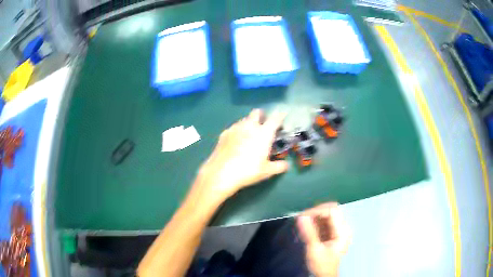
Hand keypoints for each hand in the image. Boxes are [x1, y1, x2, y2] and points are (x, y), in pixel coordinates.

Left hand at [195, 109, 288, 202]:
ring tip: (250, 136)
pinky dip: (238, 131)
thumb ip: (279, 166)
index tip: (283, 115)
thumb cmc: (248, 171)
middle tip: (264, 126)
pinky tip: (236, 142)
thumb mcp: (267, 171)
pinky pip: (234, 127)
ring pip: (245, 119)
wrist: (221, 173)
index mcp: (264, 133)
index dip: (280, 115)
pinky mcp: (224, 133)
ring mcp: (235, 128)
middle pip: (257, 112)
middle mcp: (250, 126)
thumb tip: (286, 165)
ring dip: (250, 123)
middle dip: (262, 116)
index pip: (275, 118)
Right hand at [297, 203, 350, 276]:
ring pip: (326, 215)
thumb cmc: (322, 264)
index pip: (332, 210)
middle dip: (315, 213)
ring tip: (303, 224)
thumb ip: (309, 232)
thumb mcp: (314, 249)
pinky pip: (324, 221)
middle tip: (302, 219)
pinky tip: (307, 228)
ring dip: (314, 217)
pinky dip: (315, 222)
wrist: (325, 275)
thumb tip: (301, 217)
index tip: (303, 216)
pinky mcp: (333, 232)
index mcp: (342, 231)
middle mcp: (343, 227)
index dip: (317, 210)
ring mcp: (338, 229)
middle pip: (330, 210)